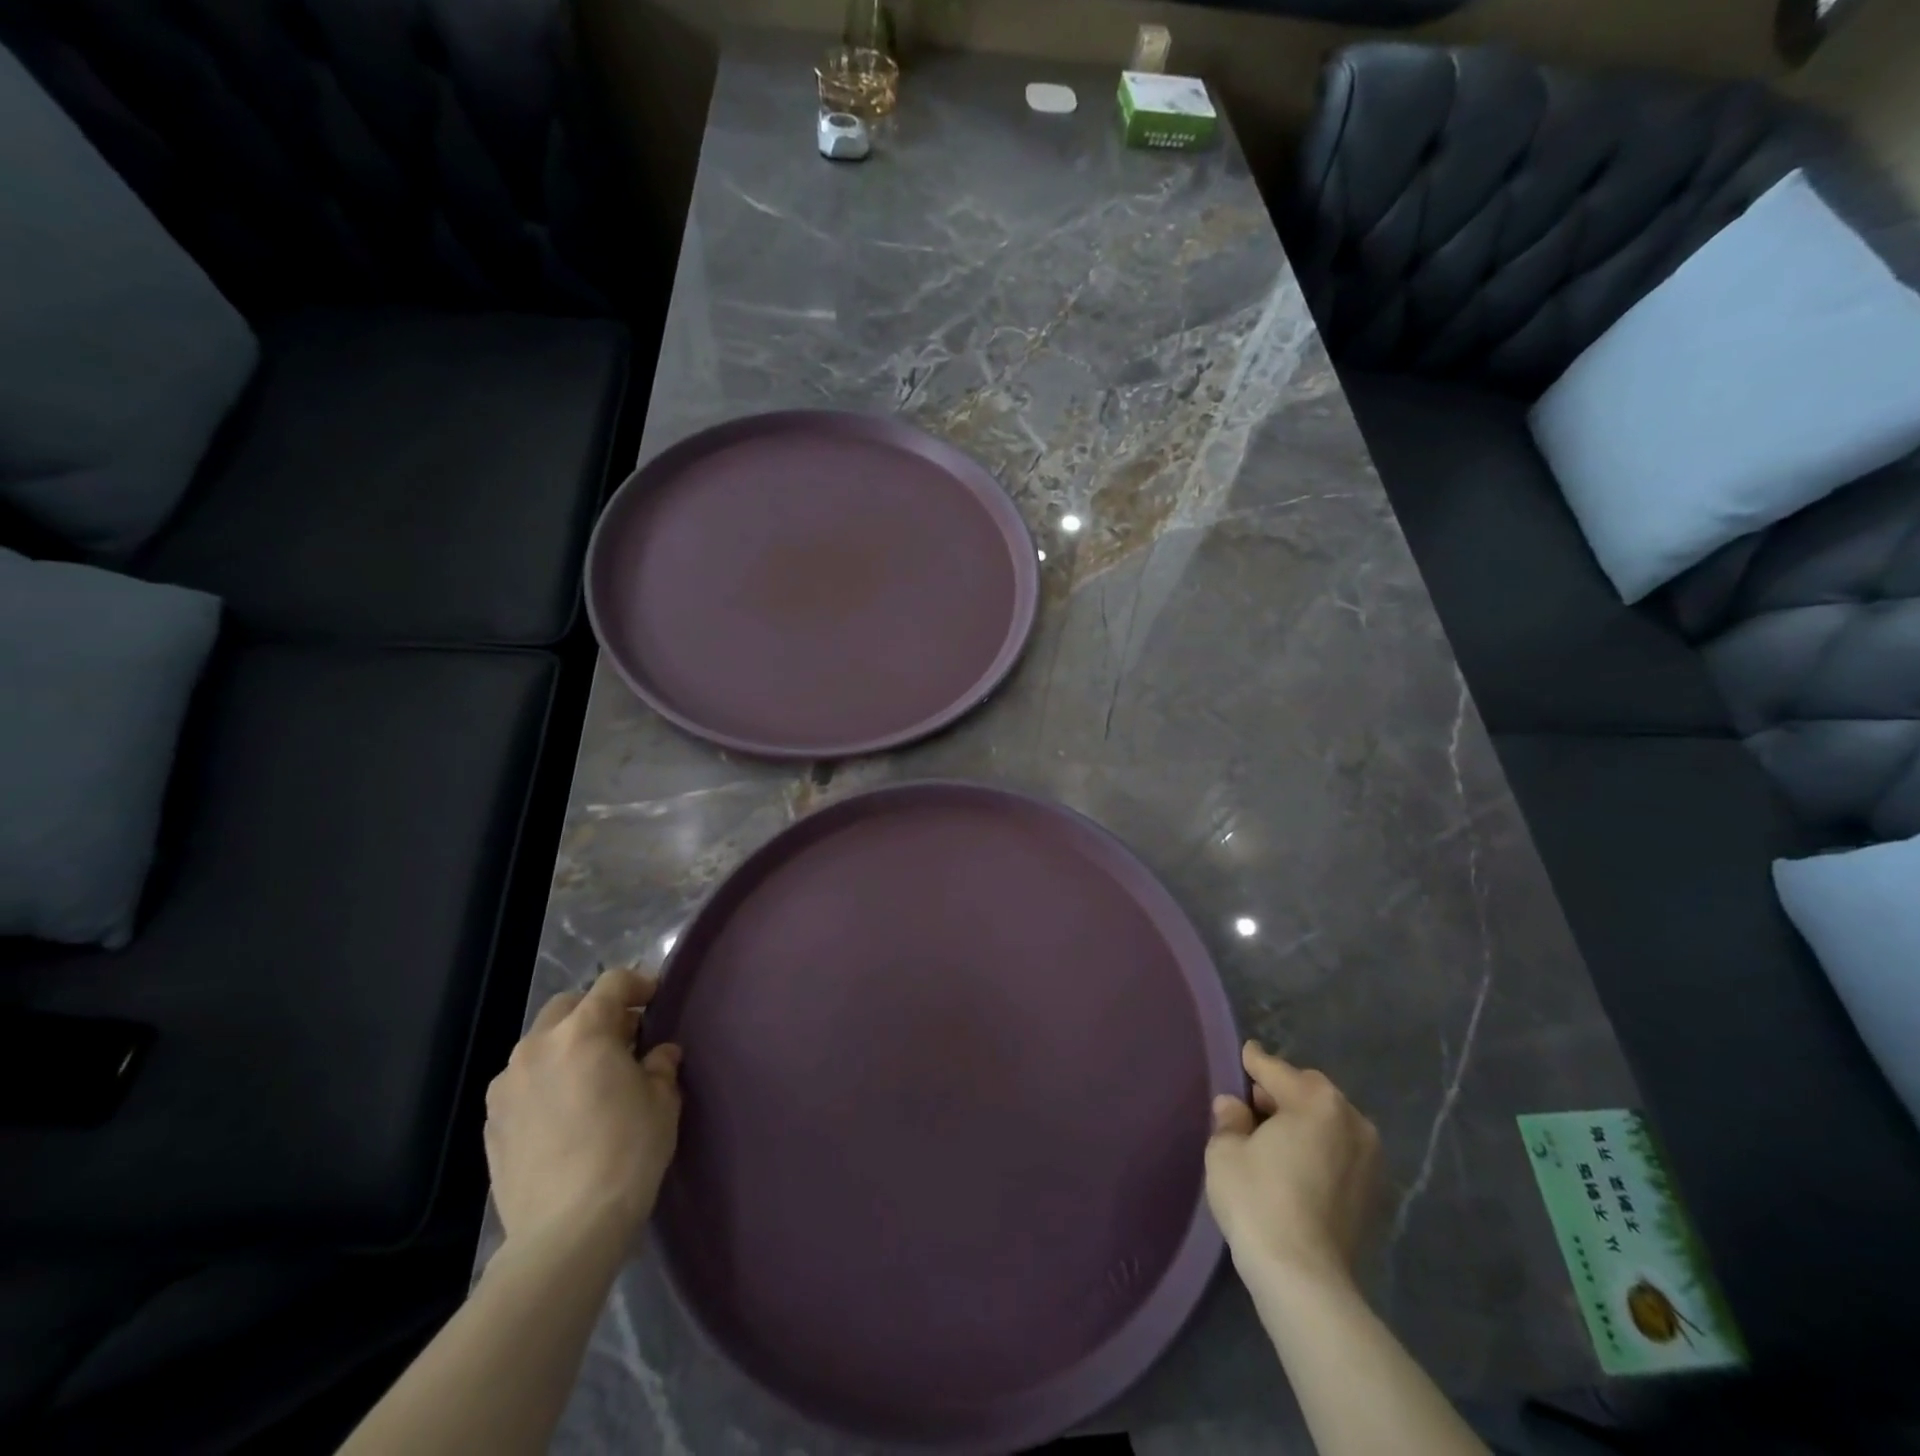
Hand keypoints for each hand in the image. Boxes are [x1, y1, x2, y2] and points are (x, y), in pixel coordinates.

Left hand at [484, 967, 682, 1251]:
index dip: (639, 984)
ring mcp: (506, 1086)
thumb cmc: (626, 1153)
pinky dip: (546, 1080)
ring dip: (568, 1046)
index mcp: (583, 1032)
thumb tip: (658, 1055)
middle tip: (625, 1038)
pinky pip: (523, 1082)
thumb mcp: (662, 1102)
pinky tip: (565, 1111)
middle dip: (598, 1012)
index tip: (656, 1000)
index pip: (613, 983)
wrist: (566, 1232)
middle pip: (568, 1006)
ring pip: (540, 1043)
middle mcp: (537, 1047)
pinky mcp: (491, 1123)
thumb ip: (660, 1066)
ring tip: (592, 1077)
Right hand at [1205, 1040, 1380, 1289]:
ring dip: (1304, 1122)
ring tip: (1275, 1138)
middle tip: (1252, 1106)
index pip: (1275, 1069)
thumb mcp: (1225, 1151)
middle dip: (1282, 1093)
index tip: (1245, 1054)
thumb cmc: (1258, 1201)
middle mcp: (1352, 1120)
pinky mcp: (1376, 1193)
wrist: (1305, 1279)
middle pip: (1309, 1092)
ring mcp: (1371, 1158)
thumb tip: (1234, 1107)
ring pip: (1329, 1122)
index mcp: (1316, 1101)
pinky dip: (1320, 1150)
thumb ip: (1230, 1119)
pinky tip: (1297, 1166)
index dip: (1253, 1062)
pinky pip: (1341, 1152)